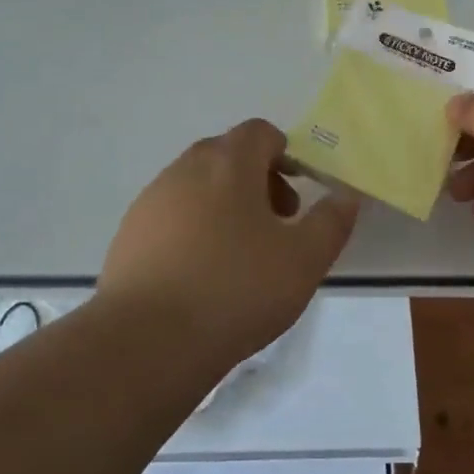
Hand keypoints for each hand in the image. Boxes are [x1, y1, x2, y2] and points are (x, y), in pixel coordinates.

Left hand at [98, 119, 359, 361]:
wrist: (147, 341)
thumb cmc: (236, 289)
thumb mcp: (304, 260)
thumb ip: (331, 221)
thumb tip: (345, 196)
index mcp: (228, 163)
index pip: (259, 132)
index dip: (285, 153)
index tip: (300, 191)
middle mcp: (184, 169)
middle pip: (227, 156)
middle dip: (257, 180)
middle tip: (278, 223)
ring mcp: (151, 201)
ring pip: (196, 186)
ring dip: (224, 204)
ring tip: (241, 254)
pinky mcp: (129, 234)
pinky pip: (171, 216)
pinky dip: (193, 229)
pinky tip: (202, 273)